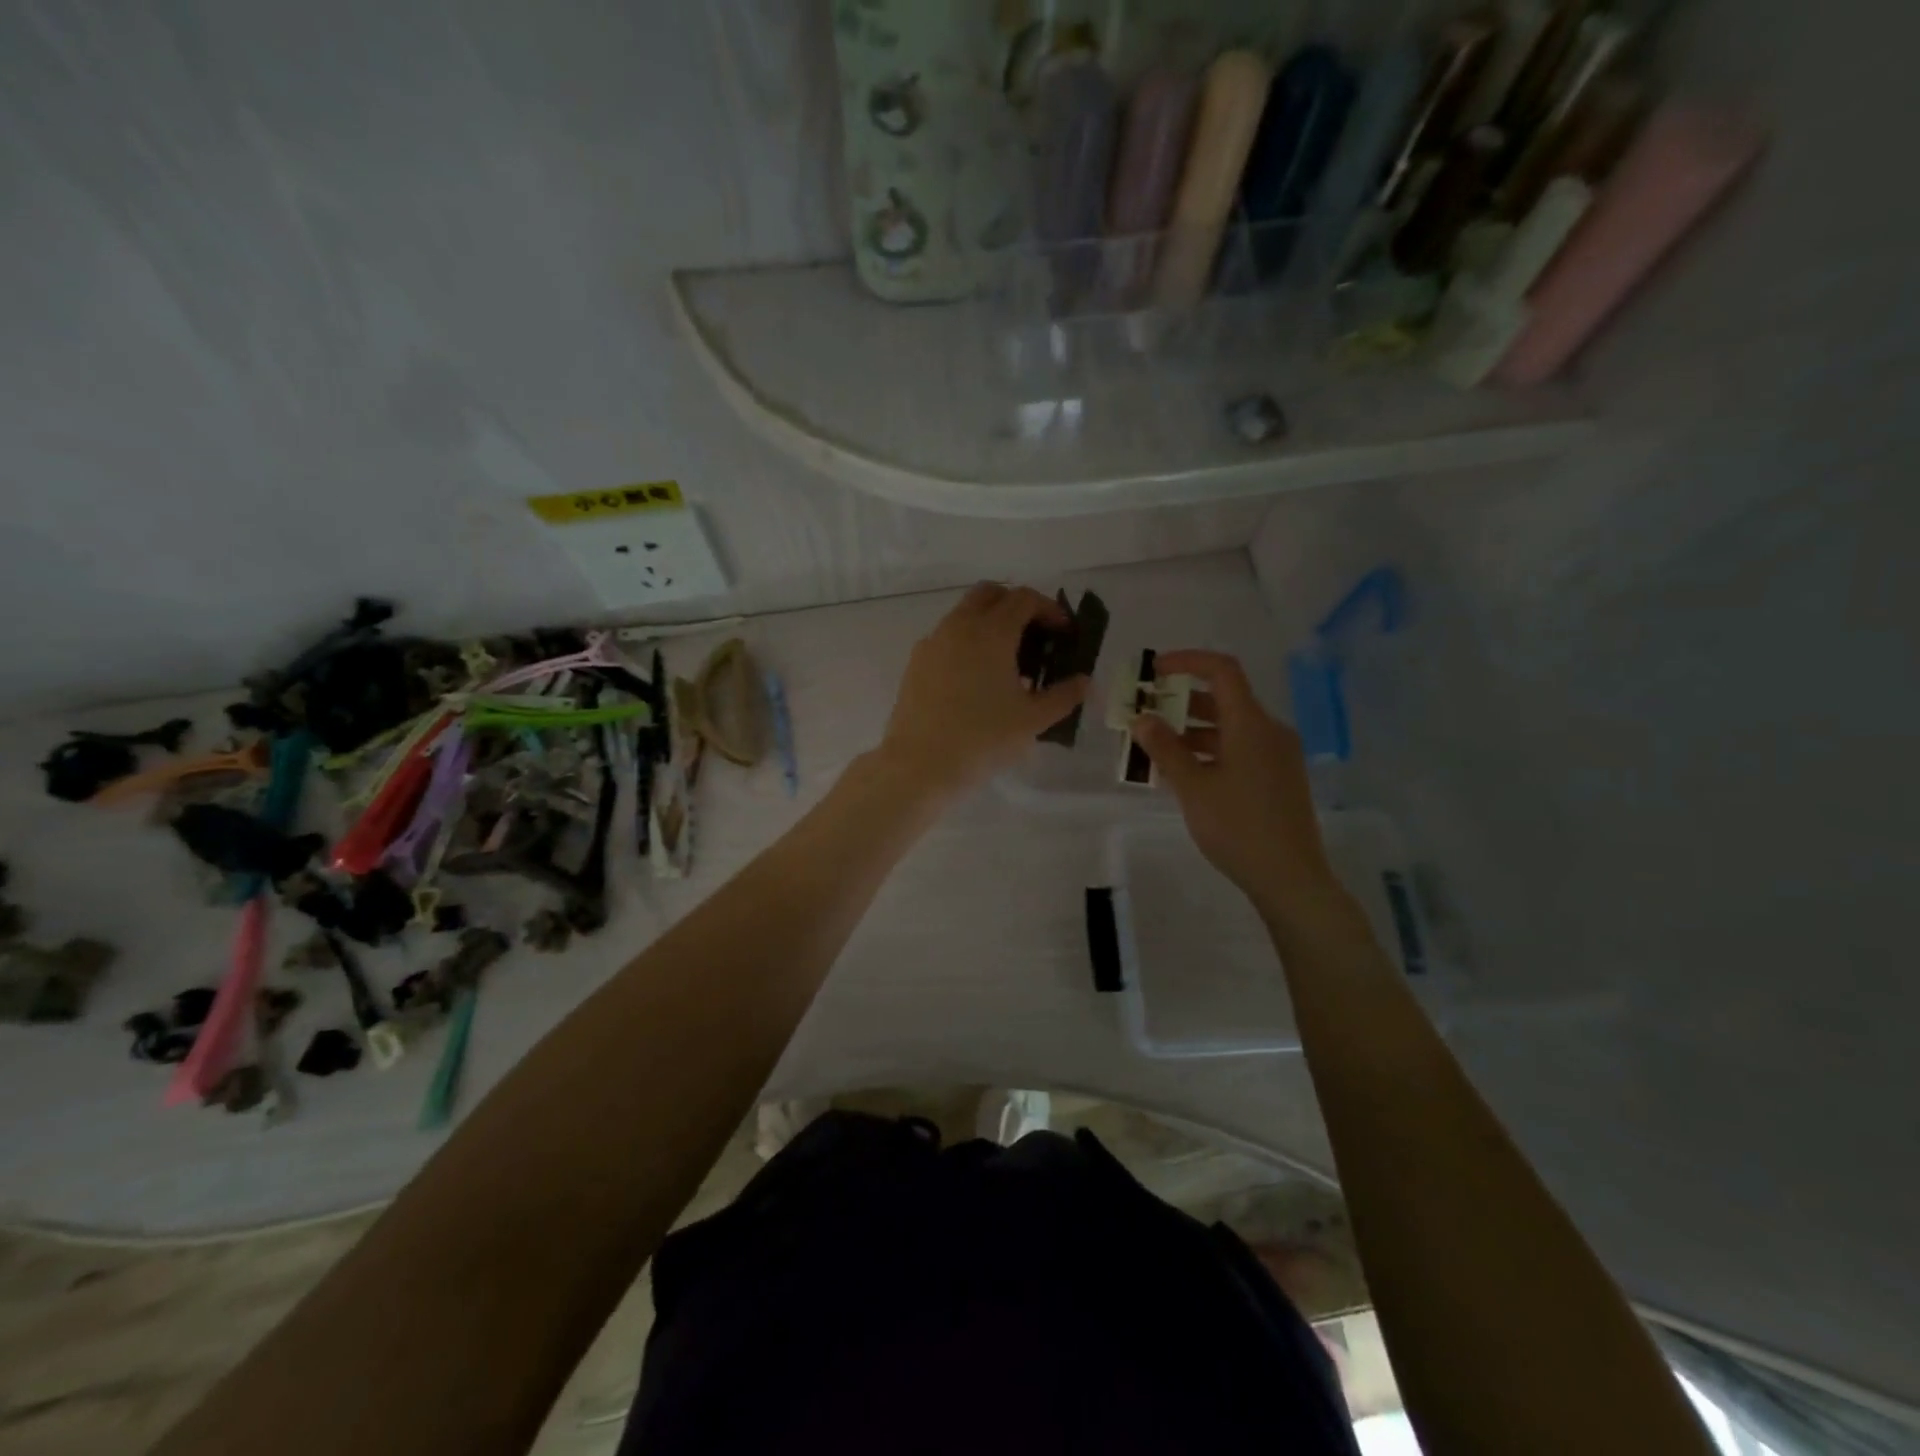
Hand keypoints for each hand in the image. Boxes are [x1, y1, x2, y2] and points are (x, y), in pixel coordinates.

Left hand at [877, 583, 1089, 799]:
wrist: (920, 764)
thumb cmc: (983, 739)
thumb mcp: (1033, 720)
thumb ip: (1063, 696)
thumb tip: (1083, 682)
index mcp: (991, 632)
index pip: (1024, 598)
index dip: (1049, 609)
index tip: (1063, 632)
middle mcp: (959, 626)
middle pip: (990, 594)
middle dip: (1016, 605)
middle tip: (1034, 635)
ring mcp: (933, 642)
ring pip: (964, 614)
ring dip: (989, 623)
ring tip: (1007, 661)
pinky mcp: (916, 662)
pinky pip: (946, 637)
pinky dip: (967, 642)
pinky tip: (976, 679)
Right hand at [1129, 649, 1338, 921]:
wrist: (1290, 878)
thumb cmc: (1238, 827)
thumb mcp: (1193, 788)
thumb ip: (1165, 749)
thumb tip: (1142, 719)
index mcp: (1251, 724)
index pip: (1222, 670)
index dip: (1187, 661)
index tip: (1154, 671)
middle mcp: (1270, 731)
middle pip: (1224, 699)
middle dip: (1181, 702)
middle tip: (1146, 716)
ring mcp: (1278, 755)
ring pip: (1231, 728)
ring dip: (1193, 731)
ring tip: (1156, 751)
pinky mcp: (1280, 778)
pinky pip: (1241, 749)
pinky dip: (1211, 751)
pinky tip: (1186, 775)